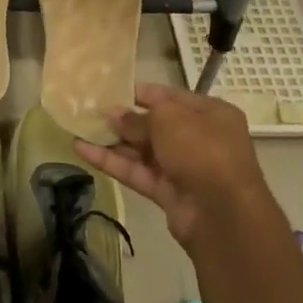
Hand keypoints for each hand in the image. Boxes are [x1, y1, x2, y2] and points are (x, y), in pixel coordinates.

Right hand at [75, 82, 270, 250]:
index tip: (112, 88)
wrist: (223, 214)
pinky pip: (137, 172)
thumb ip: (138, 117)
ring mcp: (184, 168)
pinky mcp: (168, 193)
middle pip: (156, 125)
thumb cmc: (202, 150)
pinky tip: (82, 150)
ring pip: (143, 150)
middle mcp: (200, 138)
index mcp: (211, 113)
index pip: (171, 97)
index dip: (142, 93)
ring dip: (113, 141)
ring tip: (79, 128)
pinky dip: (112, 162)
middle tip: (91, 110)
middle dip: (124, 119)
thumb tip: (115, 114)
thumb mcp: (169, 120)